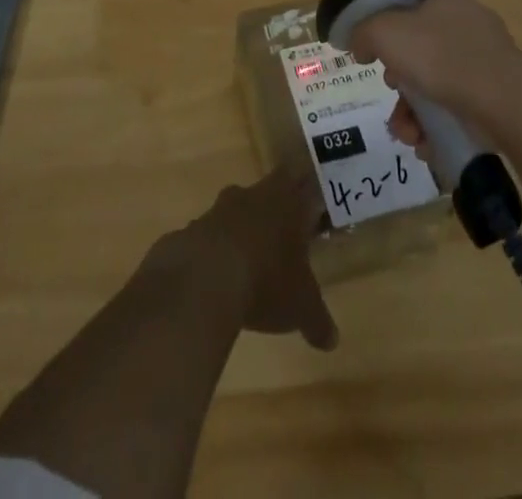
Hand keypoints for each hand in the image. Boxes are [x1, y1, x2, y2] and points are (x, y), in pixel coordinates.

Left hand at [159, 169, 336, 350]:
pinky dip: (212, 252)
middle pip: (266, 192)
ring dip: (240, 231)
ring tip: (247, 262)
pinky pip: (206, 237)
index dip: (305, 191)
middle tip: (282, 236)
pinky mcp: (190, 230)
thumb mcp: (301, 307)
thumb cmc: (266, 282)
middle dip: (273, 212)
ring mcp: (218, 211)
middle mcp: (252, 196)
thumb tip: (332, 340)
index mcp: (286, 201)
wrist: (203, 280)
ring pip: (234, 212)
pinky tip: (215, 279)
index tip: (310, 207)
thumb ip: (318, 320)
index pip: (301, 180)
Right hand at [344, 0, 521, 126]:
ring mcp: (486, 62)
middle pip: (419, 55)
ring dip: (412, 114)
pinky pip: (457, 109)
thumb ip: (363, 32)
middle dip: (399, 85)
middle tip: (394, 98)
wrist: (501, 99)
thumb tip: (359, 45)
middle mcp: (468, 27)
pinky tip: (427, 144)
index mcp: (446, 3)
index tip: (378, 62)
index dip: (388, 38)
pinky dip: (437, 127)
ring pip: (435, 87)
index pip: (409, 14)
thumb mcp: (386, 32)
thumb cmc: (440, 56)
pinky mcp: (496, 97)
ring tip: (408, 135)